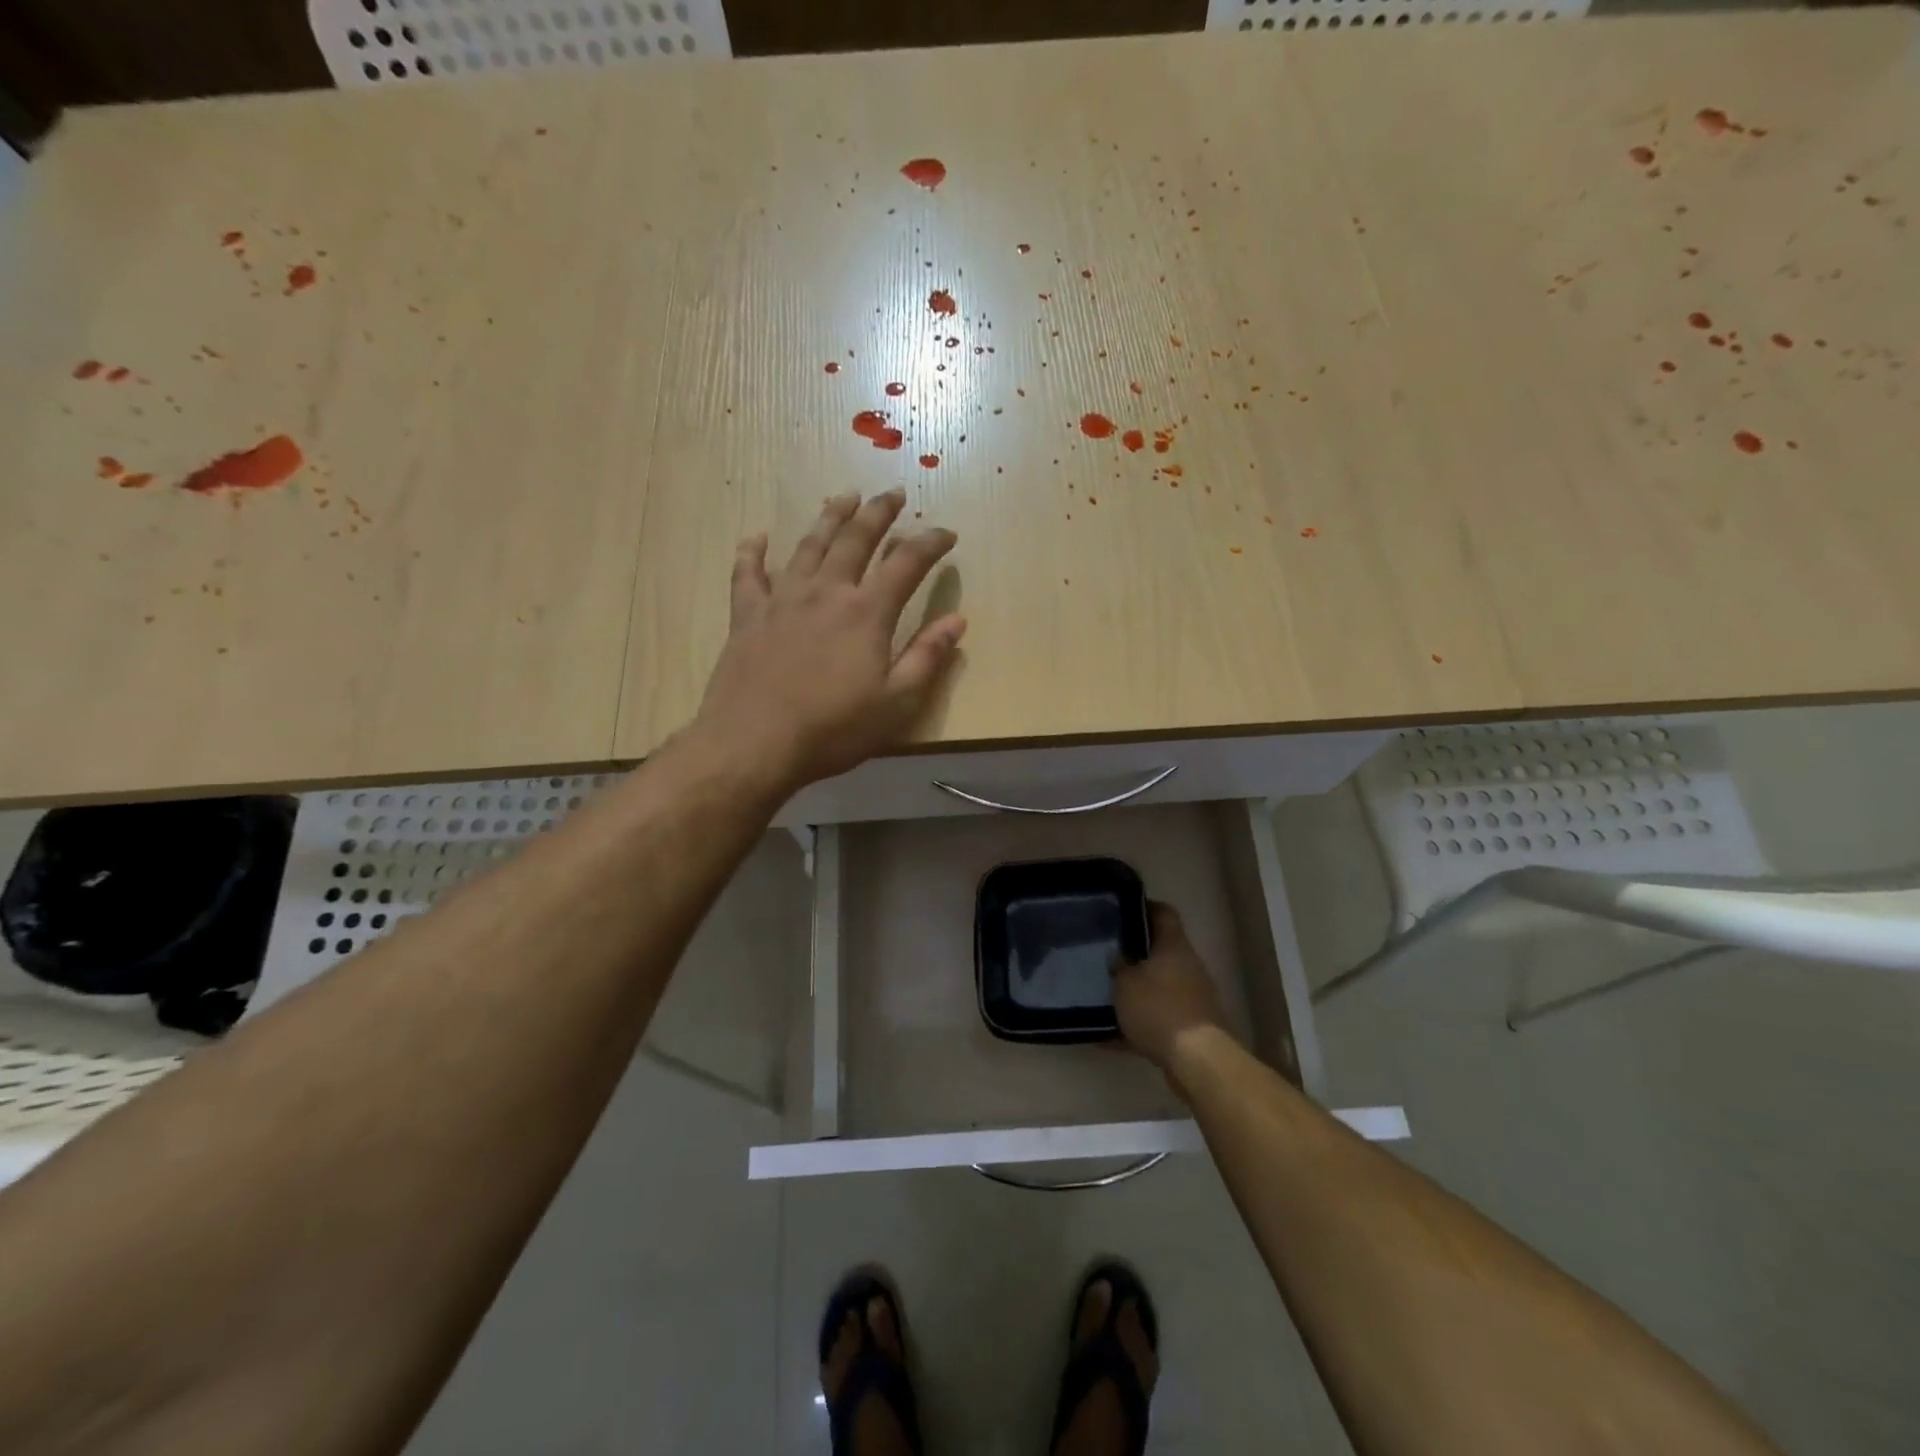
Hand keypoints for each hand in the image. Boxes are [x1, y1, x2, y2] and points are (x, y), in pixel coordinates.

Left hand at [694, 489, 964, 793]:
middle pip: (856, 539)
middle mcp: (826, 592)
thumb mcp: (896, 703)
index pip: (907, 564)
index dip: (930, 543)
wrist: (753, 743)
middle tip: (893, 493)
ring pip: (809, 545)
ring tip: (844, 497)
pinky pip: (748, 573)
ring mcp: (782, 599)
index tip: (947, 533)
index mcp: (867, 613)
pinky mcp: (747, 615)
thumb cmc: (832, 729)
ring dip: (829, 517)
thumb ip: (927, 658)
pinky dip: (753, 552)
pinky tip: (758, 537)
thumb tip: (957, 620)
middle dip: (879, 512)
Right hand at [1113, 902, 1231, 1071]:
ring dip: (1137, 989)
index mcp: (1174, 946)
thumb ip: (1119, 966)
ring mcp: (1193, 997)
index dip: (1144, 907)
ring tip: (1106, 993)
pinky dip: (1138, 1022)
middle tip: (1107, 954)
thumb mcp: (1125, 983)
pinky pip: (1159, 1017)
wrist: (1197, 1060)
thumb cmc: (1158, 1008)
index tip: (1122, 910)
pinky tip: (1109, 1036)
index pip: (1163, 913)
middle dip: (1135, 953)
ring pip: (1159, 985)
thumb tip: (1118, 956)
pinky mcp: (1191, 1026)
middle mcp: (1187, 966)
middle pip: (1161, 950)